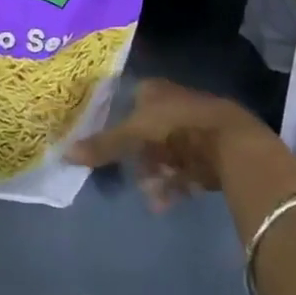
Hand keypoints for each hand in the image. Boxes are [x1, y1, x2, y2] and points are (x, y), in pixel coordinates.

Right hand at [68, 79, 295, 209]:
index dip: (118, 119)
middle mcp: (174, 104)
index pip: (131, 100)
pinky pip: (186, 170)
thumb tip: (64, 153)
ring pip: (167, 153)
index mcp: (155, 91)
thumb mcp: (134, 134)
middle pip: (148, 131)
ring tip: (151, 197)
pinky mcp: (212, 152)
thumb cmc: (177, 127)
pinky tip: (165, 204)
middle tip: (131, 176)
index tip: (106, 142)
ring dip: (156, 175)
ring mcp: (194, 128)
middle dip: (139, 157)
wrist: (231, 143)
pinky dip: (175, 186)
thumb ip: (103, 145)